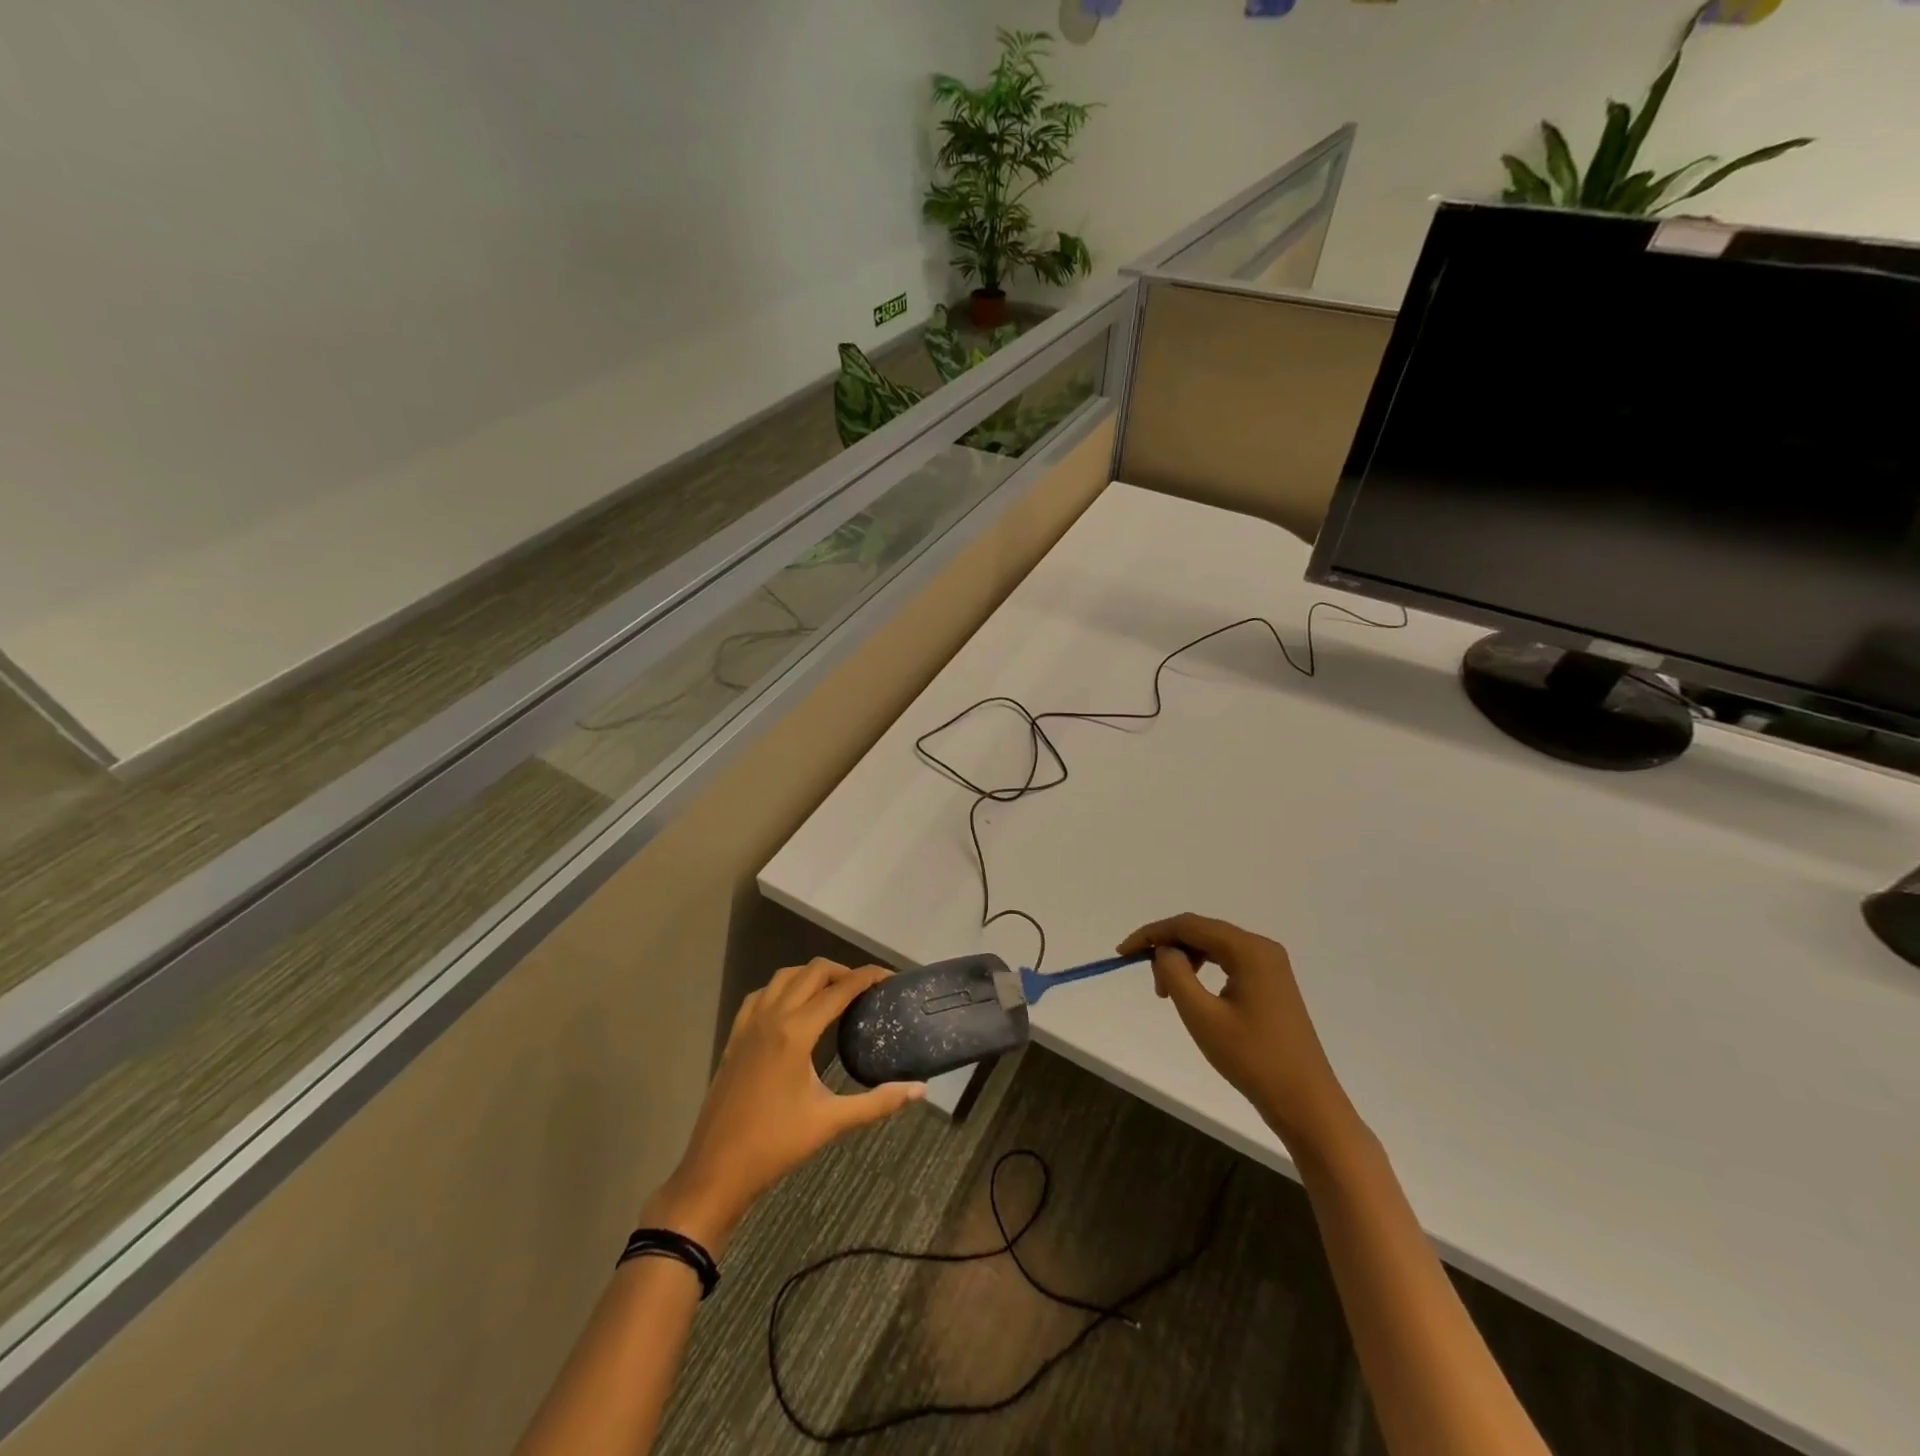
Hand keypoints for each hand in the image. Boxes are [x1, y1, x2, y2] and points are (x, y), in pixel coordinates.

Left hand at [642, 960, 924, 1254]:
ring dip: (812, 975)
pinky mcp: (735, 1036)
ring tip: (834, 992)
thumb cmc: (776, 1145)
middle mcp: (772, 1016)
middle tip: (865, 988)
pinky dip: (783, 988)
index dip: (868, 977)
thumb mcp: (831, 1122)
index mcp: (796, 1032)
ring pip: (784, 976)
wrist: (716, 1170)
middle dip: (842, 971)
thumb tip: (919, 1090)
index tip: (890, 977)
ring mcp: (749, 1024)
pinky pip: (761, 994)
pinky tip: (793, 1007)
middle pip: (812, 971)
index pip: (839, 989)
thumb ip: (878, 1102)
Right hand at [1119, 914, 1357, 1154]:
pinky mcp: (1271, 984)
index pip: (1189, 925)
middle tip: (1149, 981)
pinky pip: (1227, 962)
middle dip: (1168, 948)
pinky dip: (1203, 970)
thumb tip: (1164, 951)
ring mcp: (1270, 965)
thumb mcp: (1202, 1016)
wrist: (1305, 1103)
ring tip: (1167, 992)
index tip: (1122, 953)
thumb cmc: (1252, 1059)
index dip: (1152, 934)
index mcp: (1248, 949)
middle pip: (1202, 931)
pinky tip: (1193, 993)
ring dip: (1184, 960)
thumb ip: (1175, 973)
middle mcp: (1261, 948)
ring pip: (1213, 946)